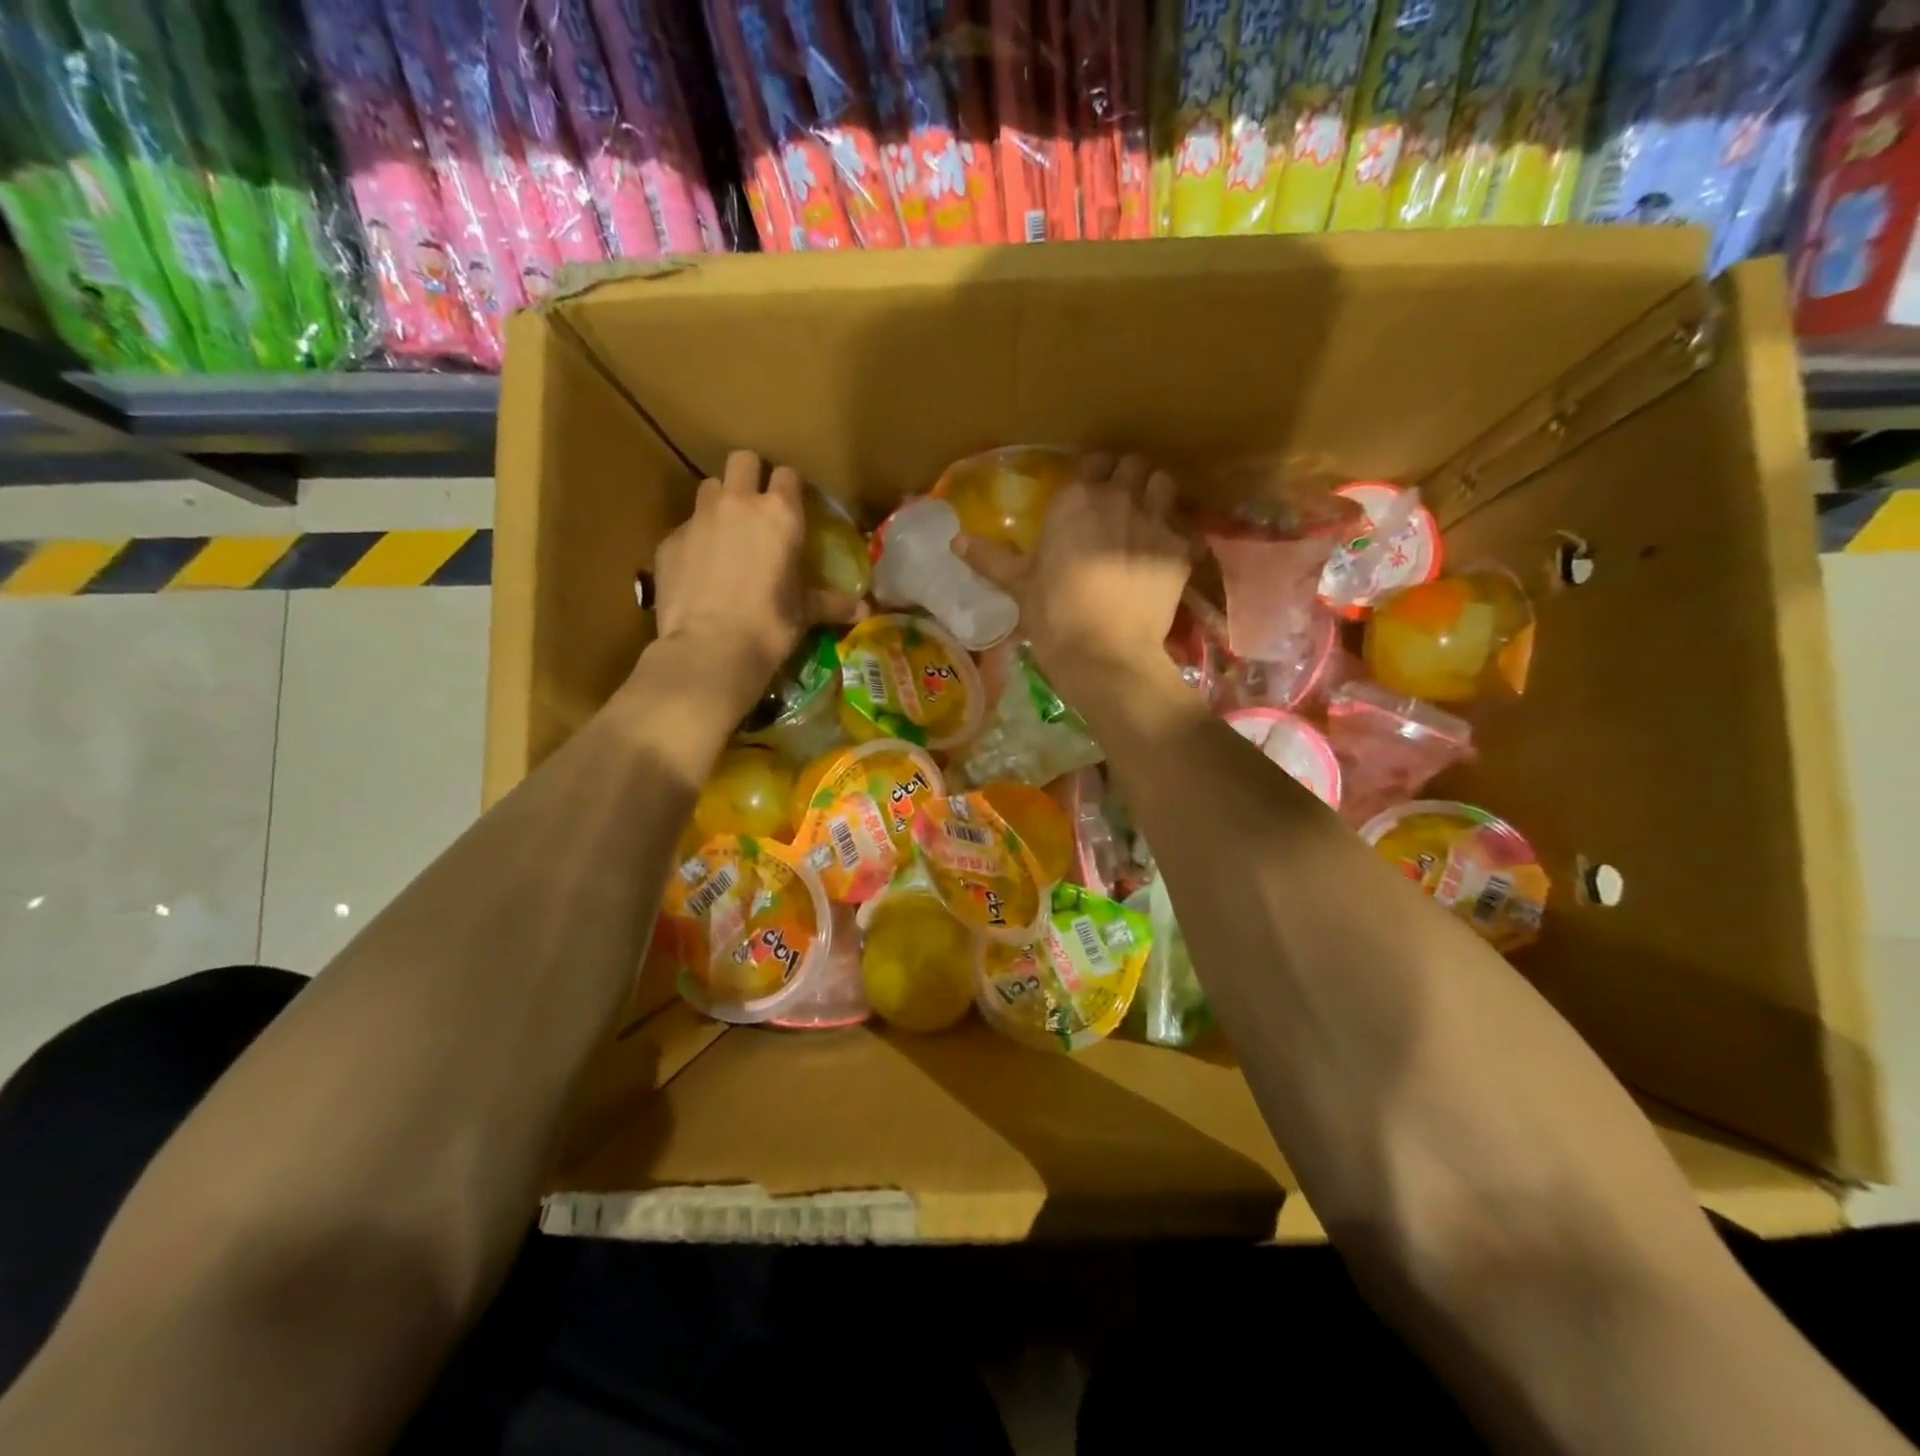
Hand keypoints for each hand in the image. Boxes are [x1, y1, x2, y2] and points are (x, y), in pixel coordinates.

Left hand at [646, 451, 859, 714]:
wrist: (710, 649)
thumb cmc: (770, 625)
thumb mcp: (805, 612)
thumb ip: (832, 603)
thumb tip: (865, 610)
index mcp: (780, 514)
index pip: (787, 475)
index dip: (790, 488)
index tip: (792, 505)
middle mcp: (738, 503)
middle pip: (742, 461)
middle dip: (750, 475)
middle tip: (756, 507)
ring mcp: (699, 518)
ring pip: (709, 486)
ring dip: (719, 501)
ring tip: (726, 532)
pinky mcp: (669, 540)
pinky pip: (686, 526)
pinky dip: (695, 539)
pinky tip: (701, 569)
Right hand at [956, 454, 1191, 692]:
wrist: (1105, 653)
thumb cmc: (1054, 616)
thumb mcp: (1019, 586)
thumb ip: (991, 558)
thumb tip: (955, 541)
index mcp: (1074, 499)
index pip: (1091, 461)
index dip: (1091, 473)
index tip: (1086, 491)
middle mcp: (1117, 497)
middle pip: (1132, 465)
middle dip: (1126, 478)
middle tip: (1117, 502)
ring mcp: (1154, 520)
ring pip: (1164, 483)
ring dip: (1155, 494)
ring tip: (1146, 517)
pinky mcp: (1180, 549)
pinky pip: (1184, 526)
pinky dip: (1175, 535)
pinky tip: (1165, 555)